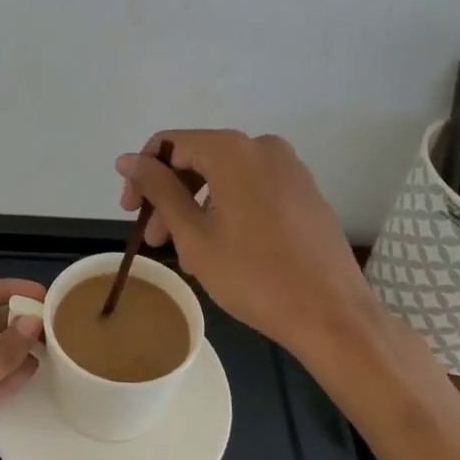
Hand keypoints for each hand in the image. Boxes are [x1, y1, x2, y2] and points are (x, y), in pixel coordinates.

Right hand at [116, 130, 372, 359]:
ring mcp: (289, 167)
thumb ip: (158, 189)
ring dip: (197, 207)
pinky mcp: (304, 191)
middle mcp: (262, 146)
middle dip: (170, 195)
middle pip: (198, 158)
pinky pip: (252, 187)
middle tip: (154, 239)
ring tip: (187, 254)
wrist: (333, 315)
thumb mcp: (194, 234)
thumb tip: (127, 159)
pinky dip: (228, 209)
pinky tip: (222, 248)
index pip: (169, 144)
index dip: (143, 174)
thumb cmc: (254, 275)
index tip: (131, 213)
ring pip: (225, 176)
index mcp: (232, 150)